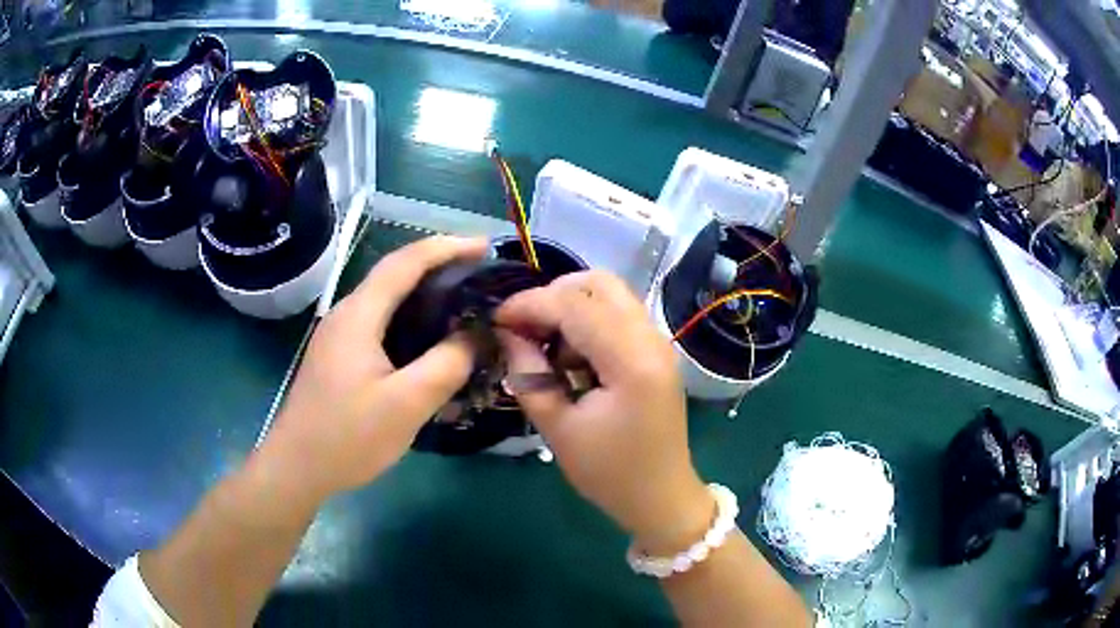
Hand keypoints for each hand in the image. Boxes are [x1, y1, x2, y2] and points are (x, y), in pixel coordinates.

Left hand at [259, 236, 486, 500]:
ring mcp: (340, 336)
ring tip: (464, 303)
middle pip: (395, 275)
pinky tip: (430, 341)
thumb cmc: (348, 437)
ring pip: (388, 301)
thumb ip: (446, 364)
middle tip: (482, 276)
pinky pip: (381, 324)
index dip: (446, 247)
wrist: (297, 468)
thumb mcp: (406, 404)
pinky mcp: (340, 356)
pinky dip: (412, 320)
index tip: (485, 247)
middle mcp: (346, 314)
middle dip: (440, 267)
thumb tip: (477, 334)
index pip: (405, 262)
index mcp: (358, 315)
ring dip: (426, 294)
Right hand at [496, 271, 713, 551]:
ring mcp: (659, 343)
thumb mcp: (558, 429)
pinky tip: (572, 356)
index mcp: (631, 362)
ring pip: (611, 294)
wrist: (661, 497)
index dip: (529, 305)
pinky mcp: (656, 351)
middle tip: (524, 328)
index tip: (497, 319)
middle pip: (599, 283)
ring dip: (572, 307)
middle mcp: (652, 340)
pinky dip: (589, 321)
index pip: (574, 306)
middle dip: (553, 295)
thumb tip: (507, 333)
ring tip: (546, 346)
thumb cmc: (609, 473)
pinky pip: (619, 315)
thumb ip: (529, 374)